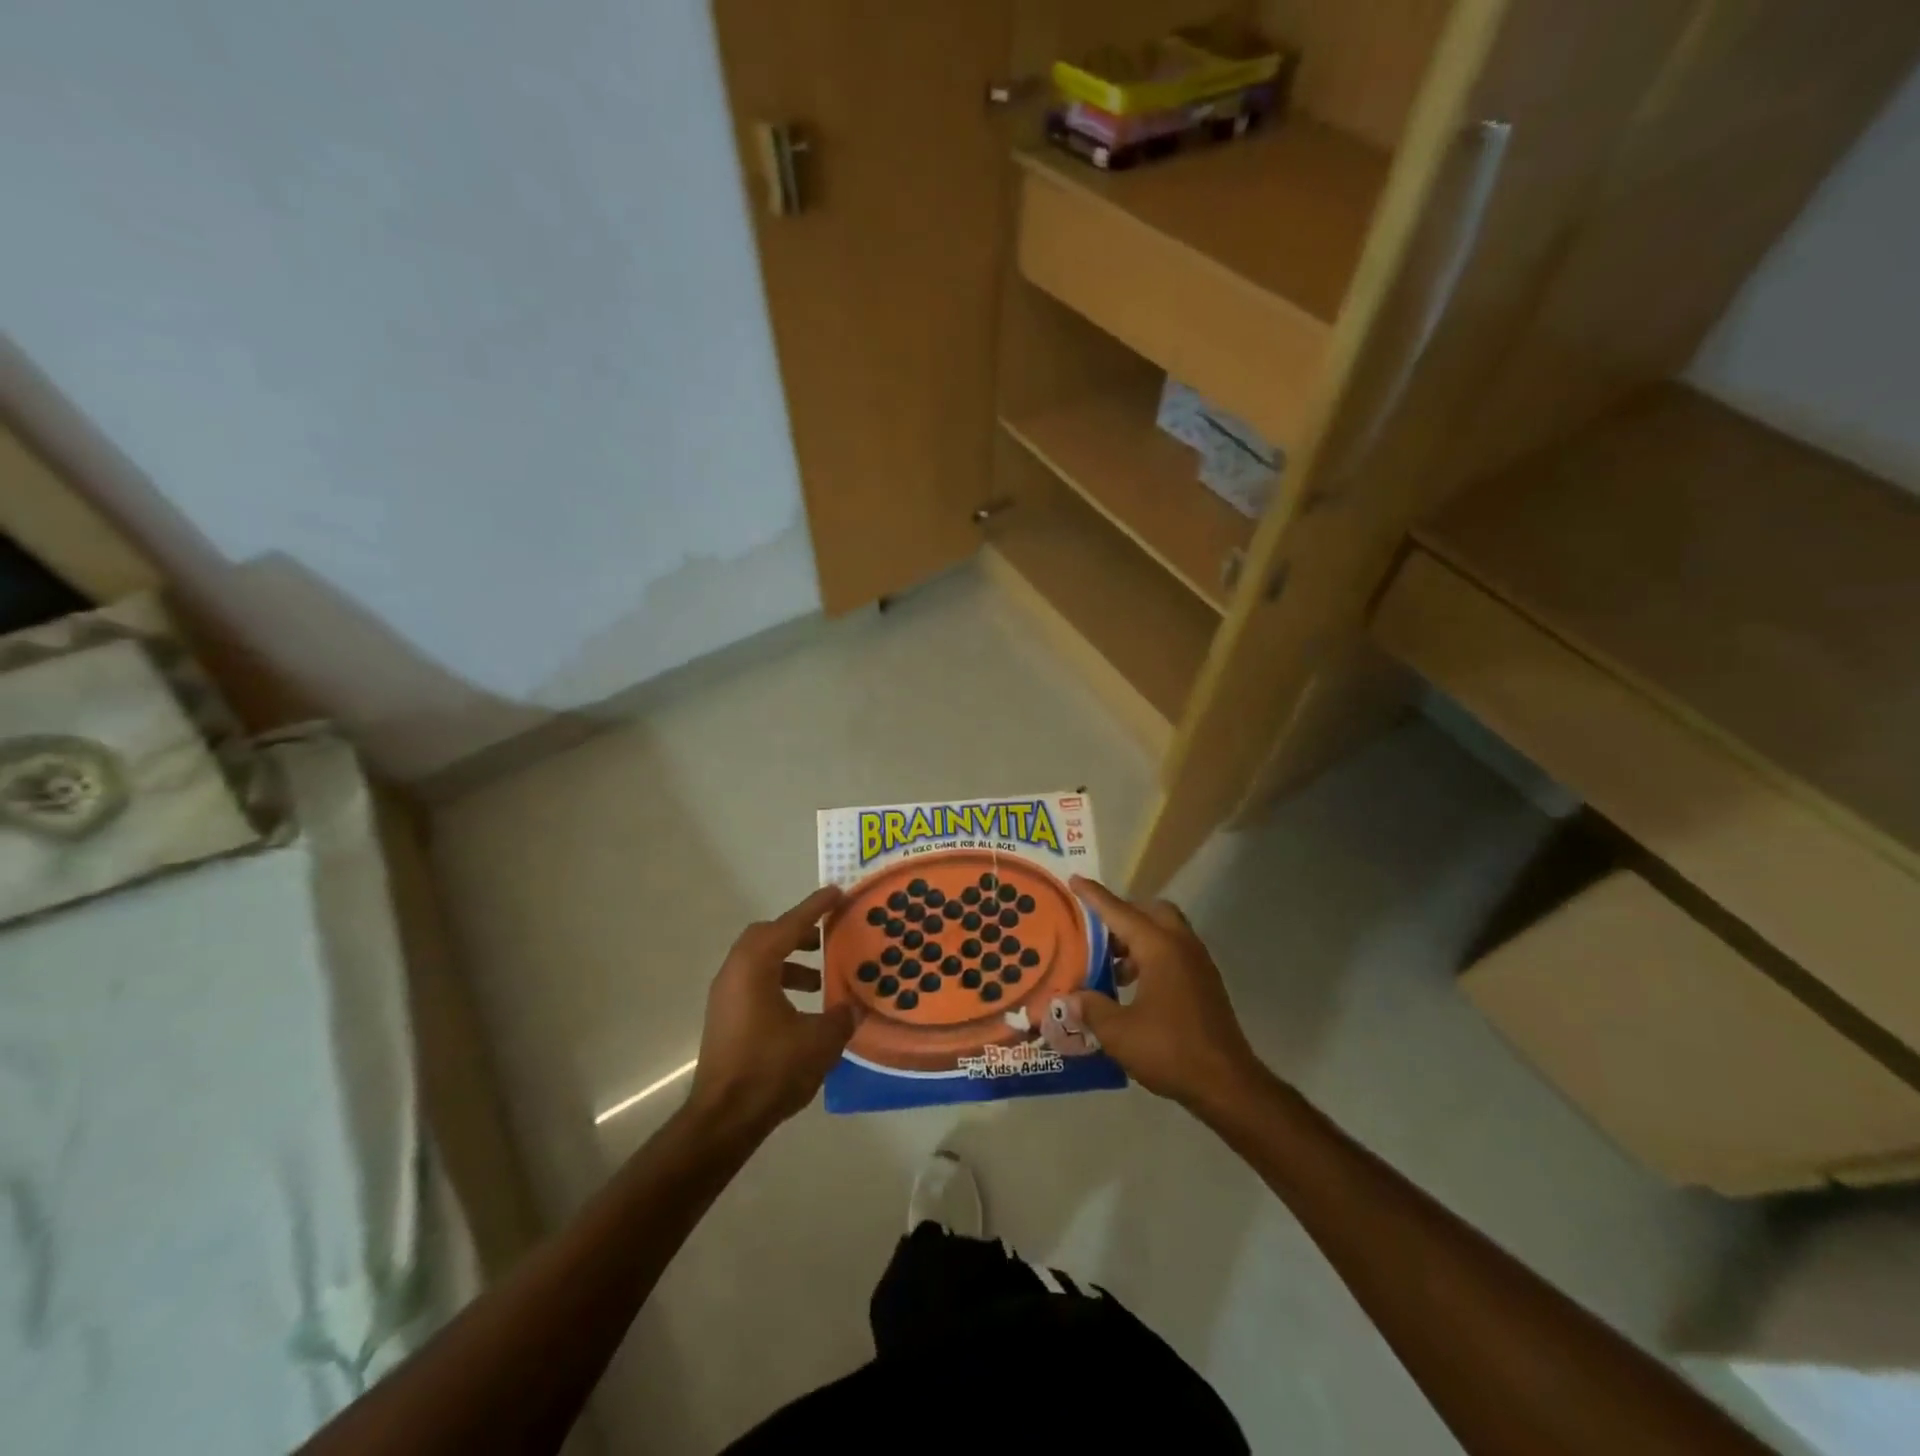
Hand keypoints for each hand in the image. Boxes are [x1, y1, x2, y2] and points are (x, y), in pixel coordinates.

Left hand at [685, 886, 861, 1137]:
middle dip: (798, 932)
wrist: (723, 1119)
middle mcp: (735, 972)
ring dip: (789, 960)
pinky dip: (778, 981)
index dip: (815, 908)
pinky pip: (753, 981)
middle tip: (827, 937)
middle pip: (766, 936)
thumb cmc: (771, 1070)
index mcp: (756, 966)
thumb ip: (841, 1016)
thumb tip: (854, 1006)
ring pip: (758, 960)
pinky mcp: (725, 1017)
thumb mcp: (819, 1041)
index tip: (837, 893)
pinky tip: (801, 1008)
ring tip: (820, 979)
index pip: (790, 925)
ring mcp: (725, 995)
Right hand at [1067, 877, 1269, 1115]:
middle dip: (1122, 914)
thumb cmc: (1170, 1050)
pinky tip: (1133, 986)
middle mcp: (1181, 945)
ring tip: (1109, 964)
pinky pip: (1173, 951)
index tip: (1075, 880)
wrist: (1227, 1084)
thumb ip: (1090, 1008)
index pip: (1119, 912)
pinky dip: (1151, 955)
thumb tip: (1069, 998)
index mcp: (1159, 948)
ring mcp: (1198, 963)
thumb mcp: (1118, 1033)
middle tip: (1095, 930)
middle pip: (1149, 912)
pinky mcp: (1205, 982)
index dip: (1094, 897)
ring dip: (1137, 938)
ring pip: (1164, 931)